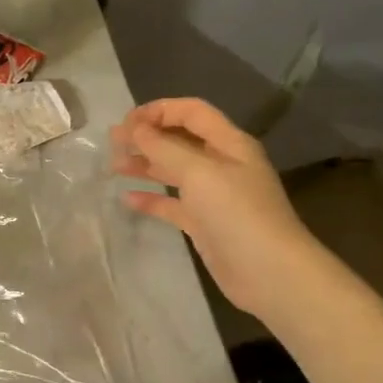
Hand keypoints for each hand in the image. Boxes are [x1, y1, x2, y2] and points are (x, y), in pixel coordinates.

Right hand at [111, 98, 313, 322]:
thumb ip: (164, 147)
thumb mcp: (199, 172)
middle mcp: (222, 164)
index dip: (159, 110)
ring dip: (146, 165)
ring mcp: (214, 195)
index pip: (192, 112)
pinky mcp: (205, 223)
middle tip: (113, 143)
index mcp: (229, 143)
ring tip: (114, 167)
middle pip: (180, 140)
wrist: (269, 272)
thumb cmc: (237, 213)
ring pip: (174, 171)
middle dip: (147, 137)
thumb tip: (134, 128)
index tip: (126, 122)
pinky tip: (128, 199)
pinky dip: (152, 199)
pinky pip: (173, 203)